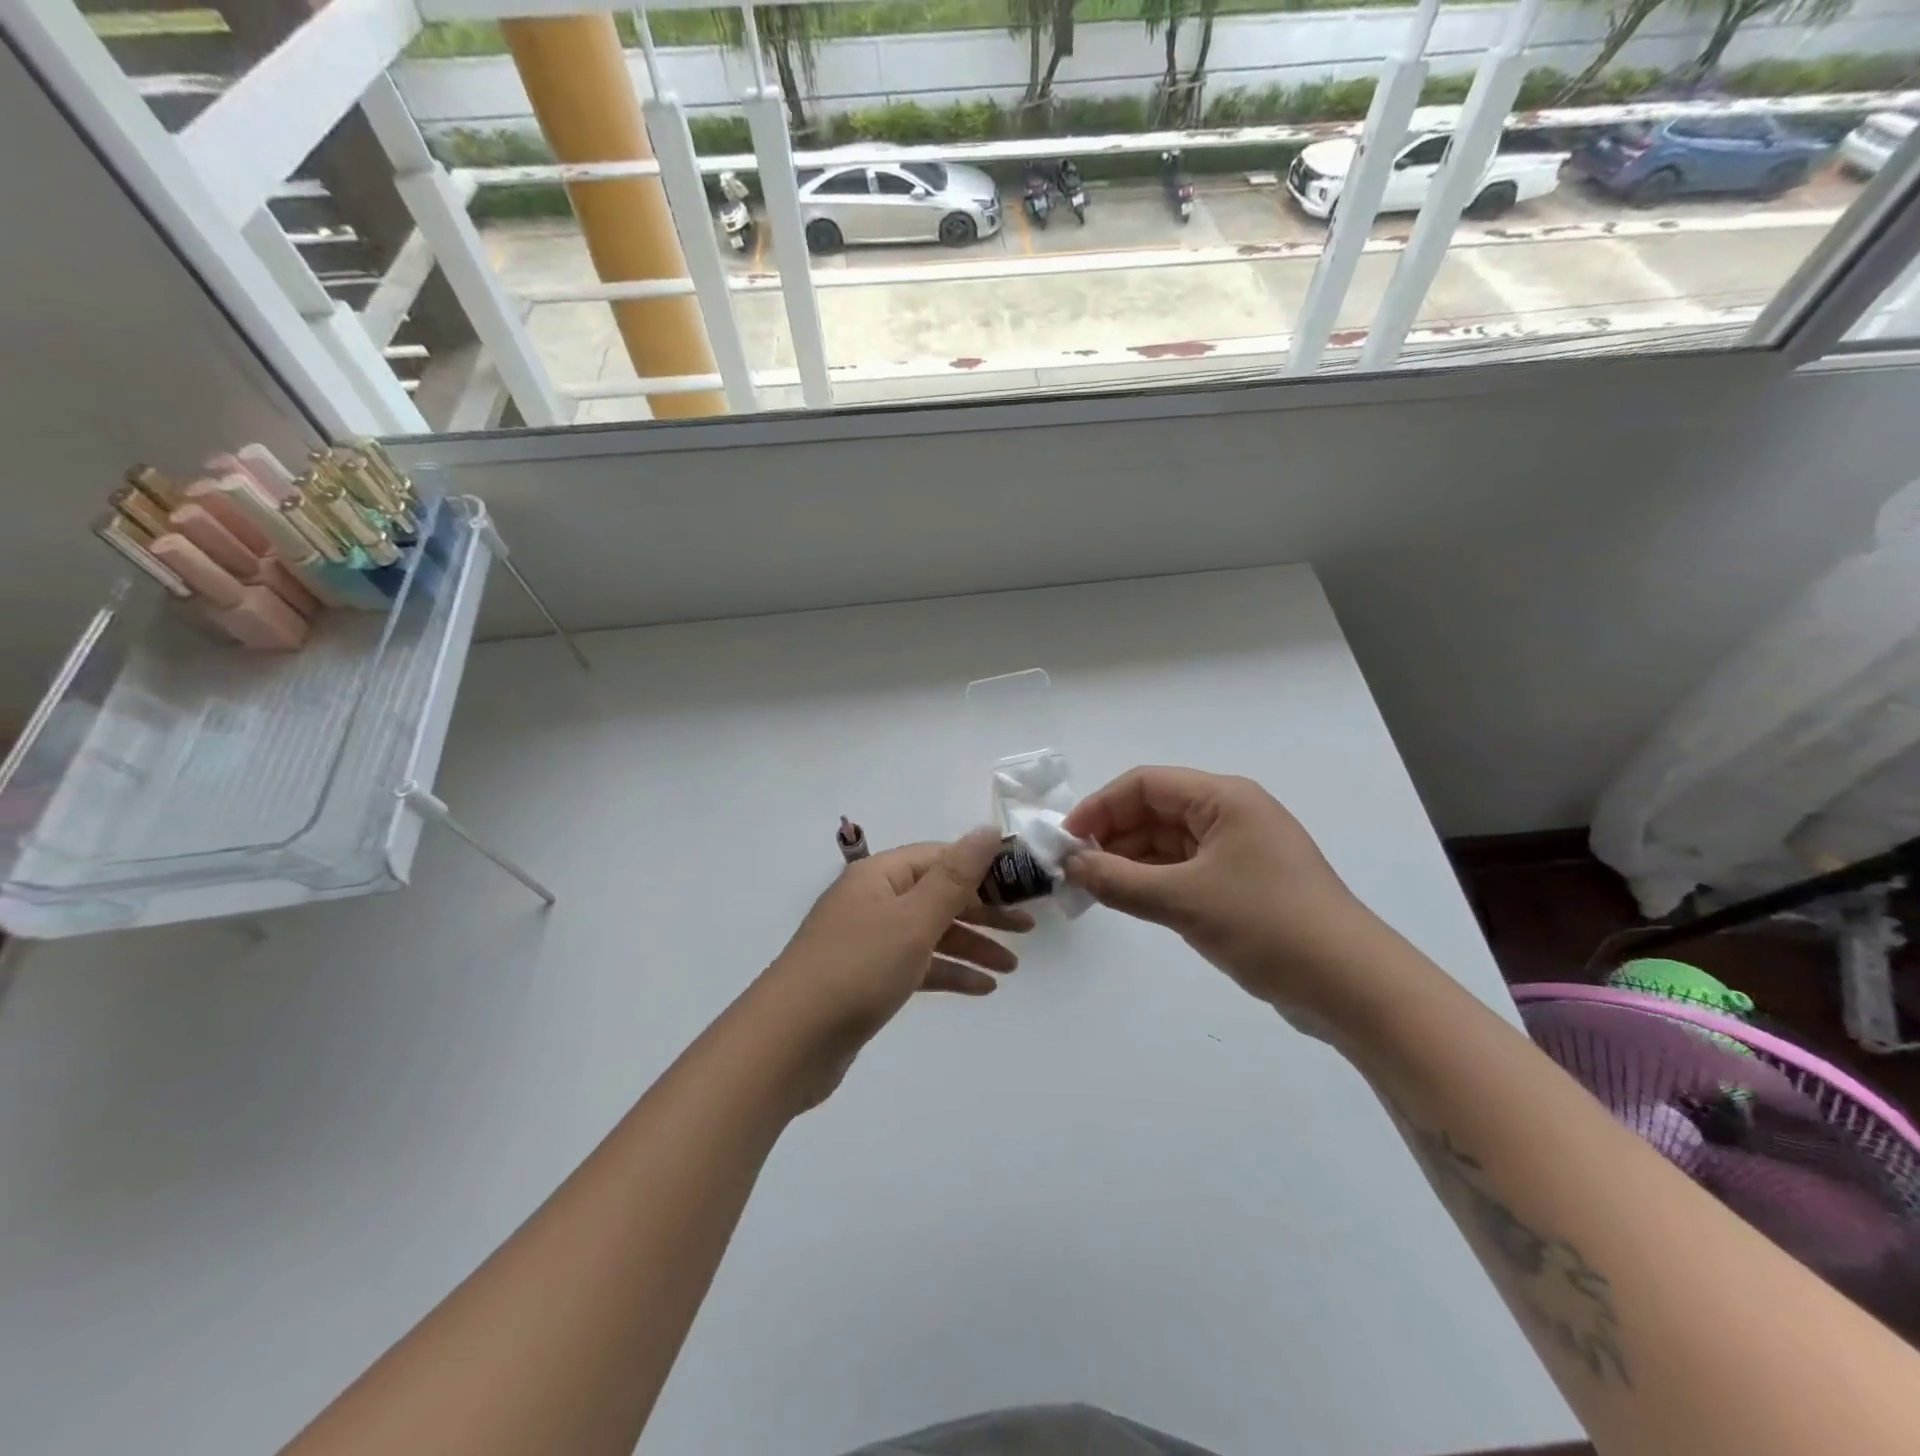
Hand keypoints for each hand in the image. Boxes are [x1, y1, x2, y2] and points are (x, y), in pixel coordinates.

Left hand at [760, 829, 1031, 1102]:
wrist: (789, 1042)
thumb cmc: (857, 969)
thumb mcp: (913, 918)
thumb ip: (955, 876)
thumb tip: (987, 830)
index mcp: (880, 875)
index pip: (941, 858)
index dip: (983, 869)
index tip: (1023, 886)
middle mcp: (874, 901)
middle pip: (938, 895)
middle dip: (984, 912)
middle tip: (1028, 930)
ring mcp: (869, 941)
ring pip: (931, 933)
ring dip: (971, 946)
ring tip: (1011, 967)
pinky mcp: (869, 979)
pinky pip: (918, 966)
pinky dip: (948, 973)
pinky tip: (982, 989)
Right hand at [1062, 767, 1378, 1017]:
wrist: (1352, 987)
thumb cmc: (1267, 925)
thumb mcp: (1183, 901)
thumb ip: (1118, 880)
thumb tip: (1071, 866)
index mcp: (1224, 798)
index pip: (1145, 784)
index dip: (1100, 807)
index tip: (1066, 841)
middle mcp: (1231, 815)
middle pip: (1156, 811)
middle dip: (1112, 836)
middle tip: (1075, 870)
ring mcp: (1239, 851)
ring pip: (1168, 843)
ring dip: (1130, 861)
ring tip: (1093, 888)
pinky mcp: (1243, 885)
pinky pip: (1185, 870)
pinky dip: (1153, 881)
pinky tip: (1127, 900)